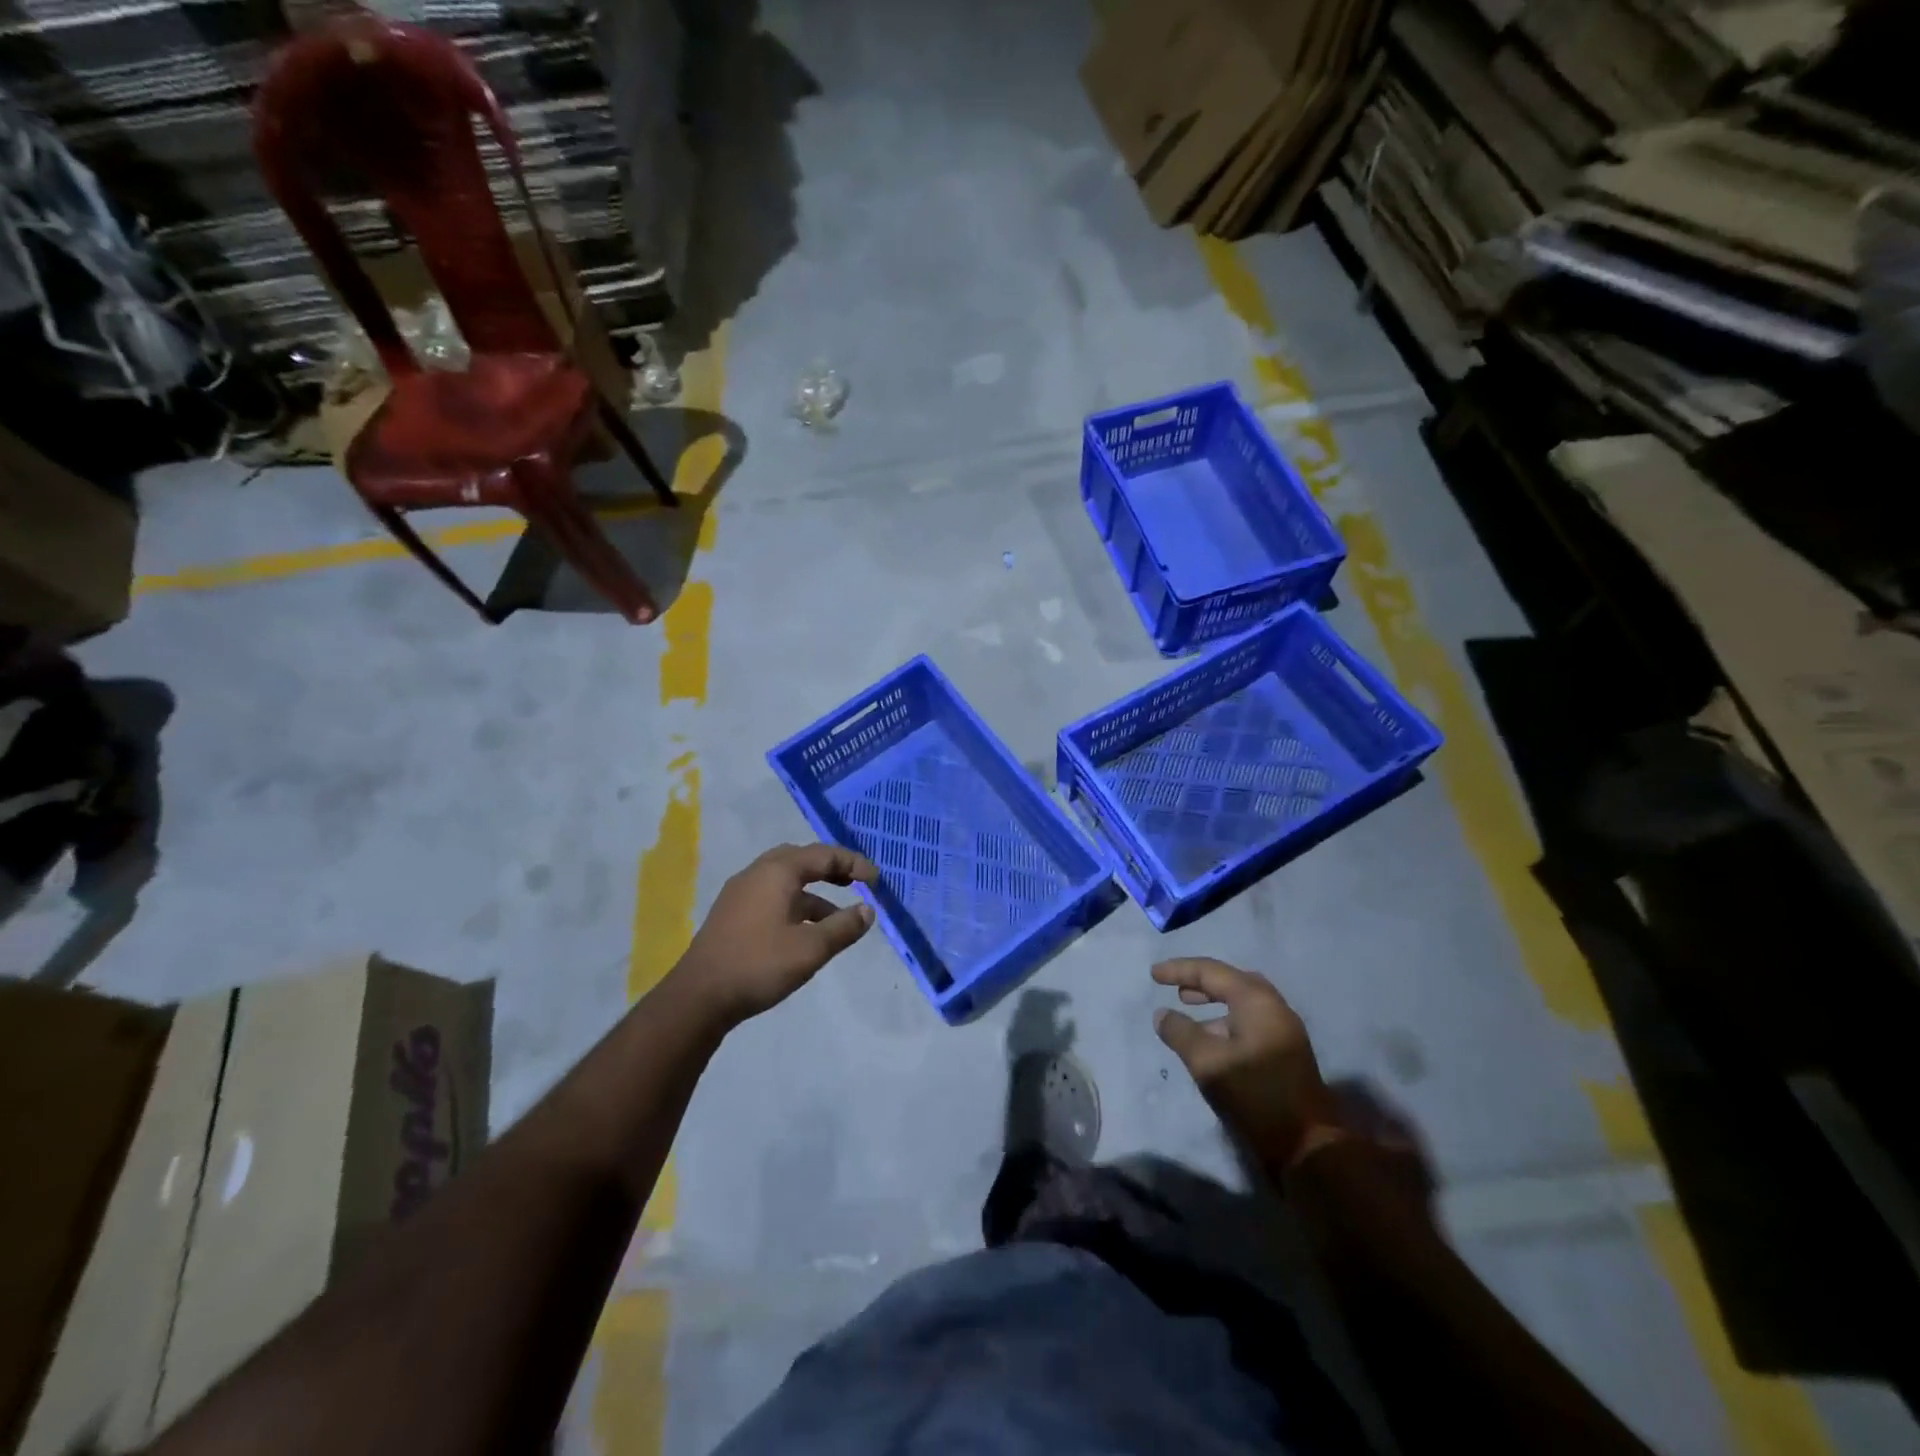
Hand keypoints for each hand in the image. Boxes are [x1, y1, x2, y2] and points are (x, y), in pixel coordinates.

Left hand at [672, 844, 878, 1025]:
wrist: (698, 997)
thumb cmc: (759, 965)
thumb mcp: (811, 949)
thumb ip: (843, 927)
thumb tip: (868, 910)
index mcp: (777, 872)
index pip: (823, 855)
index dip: (853, 863)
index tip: (875, 880)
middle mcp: (757, 873)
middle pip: (801, 859)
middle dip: (831, 869)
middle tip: (854, 882)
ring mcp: (741, 893)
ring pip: (785, 880)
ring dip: (814, 892)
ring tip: (837, 917)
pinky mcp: (732, 914)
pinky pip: (772, 896)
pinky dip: (795, 904)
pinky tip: (805, 931)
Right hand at [1152, 957, 1343, 1171]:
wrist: (1306, 1145)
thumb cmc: (1255, 1094)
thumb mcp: (1207, 1062)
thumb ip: (1180, 1032)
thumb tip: (1162, 1014)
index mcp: (1257, 1001)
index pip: (1212, 972)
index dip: (1180, 969)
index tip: (1153, 974)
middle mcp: (1274, 1007)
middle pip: (1230, 981)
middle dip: (1200, 981)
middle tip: (1173, 987)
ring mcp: (1283, 1030)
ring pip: (1242, 1002)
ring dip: (1213, 1001)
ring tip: (1187, 1008)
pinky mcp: (1285, 1051)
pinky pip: (1249, 1020)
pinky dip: (1225, 1019)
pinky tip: (1210, 1038)